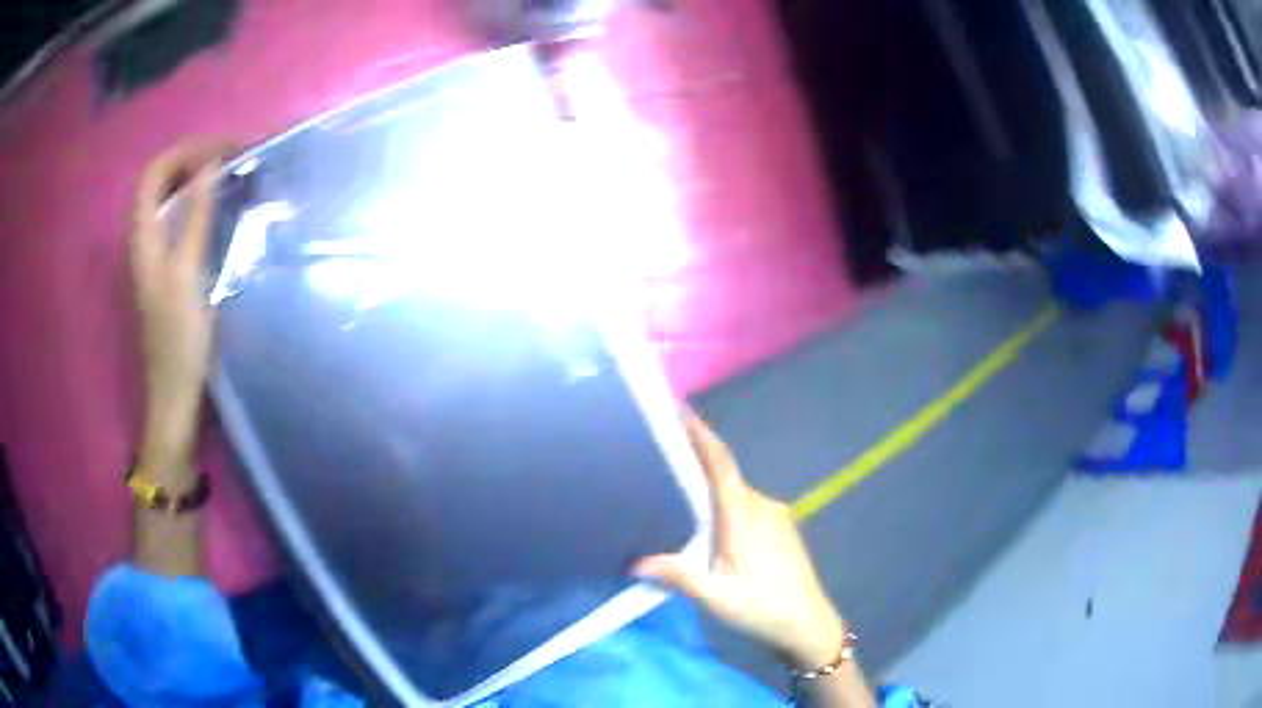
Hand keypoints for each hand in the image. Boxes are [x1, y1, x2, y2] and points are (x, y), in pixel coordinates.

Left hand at [131, 142, 231, 461]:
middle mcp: (145, 237)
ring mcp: (156, 253)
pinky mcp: (170, 267)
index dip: (186, 151)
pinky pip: (181, 218)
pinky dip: (201, 202)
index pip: (155, 172)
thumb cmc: (179, 340)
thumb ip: (195, 219)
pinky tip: (222, 208)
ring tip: (233, 173)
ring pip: (172, 197)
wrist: (175, 394)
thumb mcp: (187, 276)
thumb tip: (210, 166)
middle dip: (196, 157)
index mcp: (143, 237)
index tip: (223, 150)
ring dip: (199, 177)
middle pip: (162, 179)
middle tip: (234, 155)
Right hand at [634, 412, 847, 668]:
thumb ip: (679, 575)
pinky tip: (711, 527)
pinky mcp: (782, 527)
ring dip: (710, 490)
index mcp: (743, 515)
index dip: (701, 434)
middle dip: (695, 463)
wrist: (809, 623)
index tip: (680, 410)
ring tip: (677, 498)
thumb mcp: (717, 597)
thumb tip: (635, 562)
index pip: (719, 464)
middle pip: (724, 475)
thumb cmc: (763, 608)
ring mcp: (775, 515)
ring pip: (735, 493)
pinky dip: (726, 506)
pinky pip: (747, 506)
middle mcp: (761, 505)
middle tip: (660, 460)